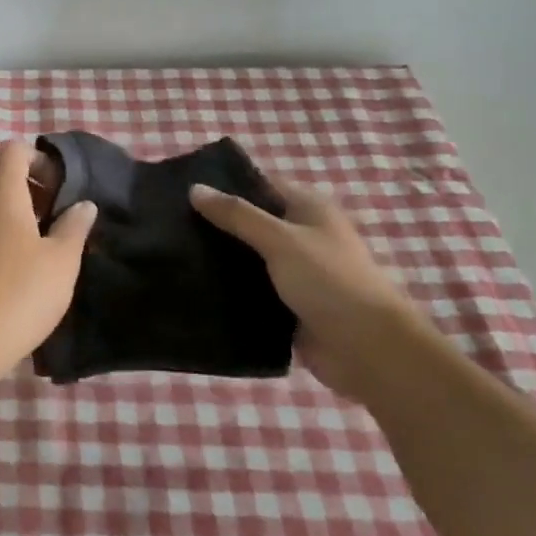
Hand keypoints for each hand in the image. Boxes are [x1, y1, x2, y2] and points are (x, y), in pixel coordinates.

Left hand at [0, 142, 97, 377]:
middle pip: (4, 180)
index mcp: (2, 195)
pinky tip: (23, 272)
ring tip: (48, 249)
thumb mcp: (62, 260)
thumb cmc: (22, 291)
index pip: (13, 151)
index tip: (61, 186)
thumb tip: (84, 204)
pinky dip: (5, 239)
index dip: (39, 159)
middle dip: (35, 192)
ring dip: (21, 218)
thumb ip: (74, 226)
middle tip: (62, 220)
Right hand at [189, 178, 436, 403]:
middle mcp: (301, 236)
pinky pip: (249, 290)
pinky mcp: (285, 305)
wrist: (367, 350)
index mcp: (308, 209)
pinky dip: (227, 289)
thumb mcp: (280, 239)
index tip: (182, 188)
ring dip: (219, 258)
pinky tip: (193, 285)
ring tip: (172, 252)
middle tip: (168, 222)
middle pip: (250, 222)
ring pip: (247, 258)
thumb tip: (194, 189)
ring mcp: (294, 272)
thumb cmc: (329, 281)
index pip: (260, 186)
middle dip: (215, 223)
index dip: (225, 185)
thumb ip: (237, 214)